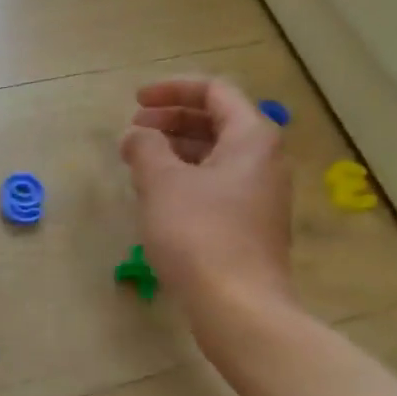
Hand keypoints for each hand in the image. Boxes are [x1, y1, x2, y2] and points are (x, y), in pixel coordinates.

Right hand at [119, 77, 295, 317]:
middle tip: (133, 132)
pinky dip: (185, 177)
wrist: (237, 305)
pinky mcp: (249, 224)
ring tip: (138, 163)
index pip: (214, 91)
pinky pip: (215, 184)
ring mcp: (259, 194)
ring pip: (214, 155)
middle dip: (171, 120)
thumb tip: (136, 136)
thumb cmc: (199, 234)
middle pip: (217, 122)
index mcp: (251, 138)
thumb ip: (145, 148)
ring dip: (175, 150)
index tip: (135, 102)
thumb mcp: (162, 183)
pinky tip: (157, 196)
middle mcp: (264, 160)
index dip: (172, 89)